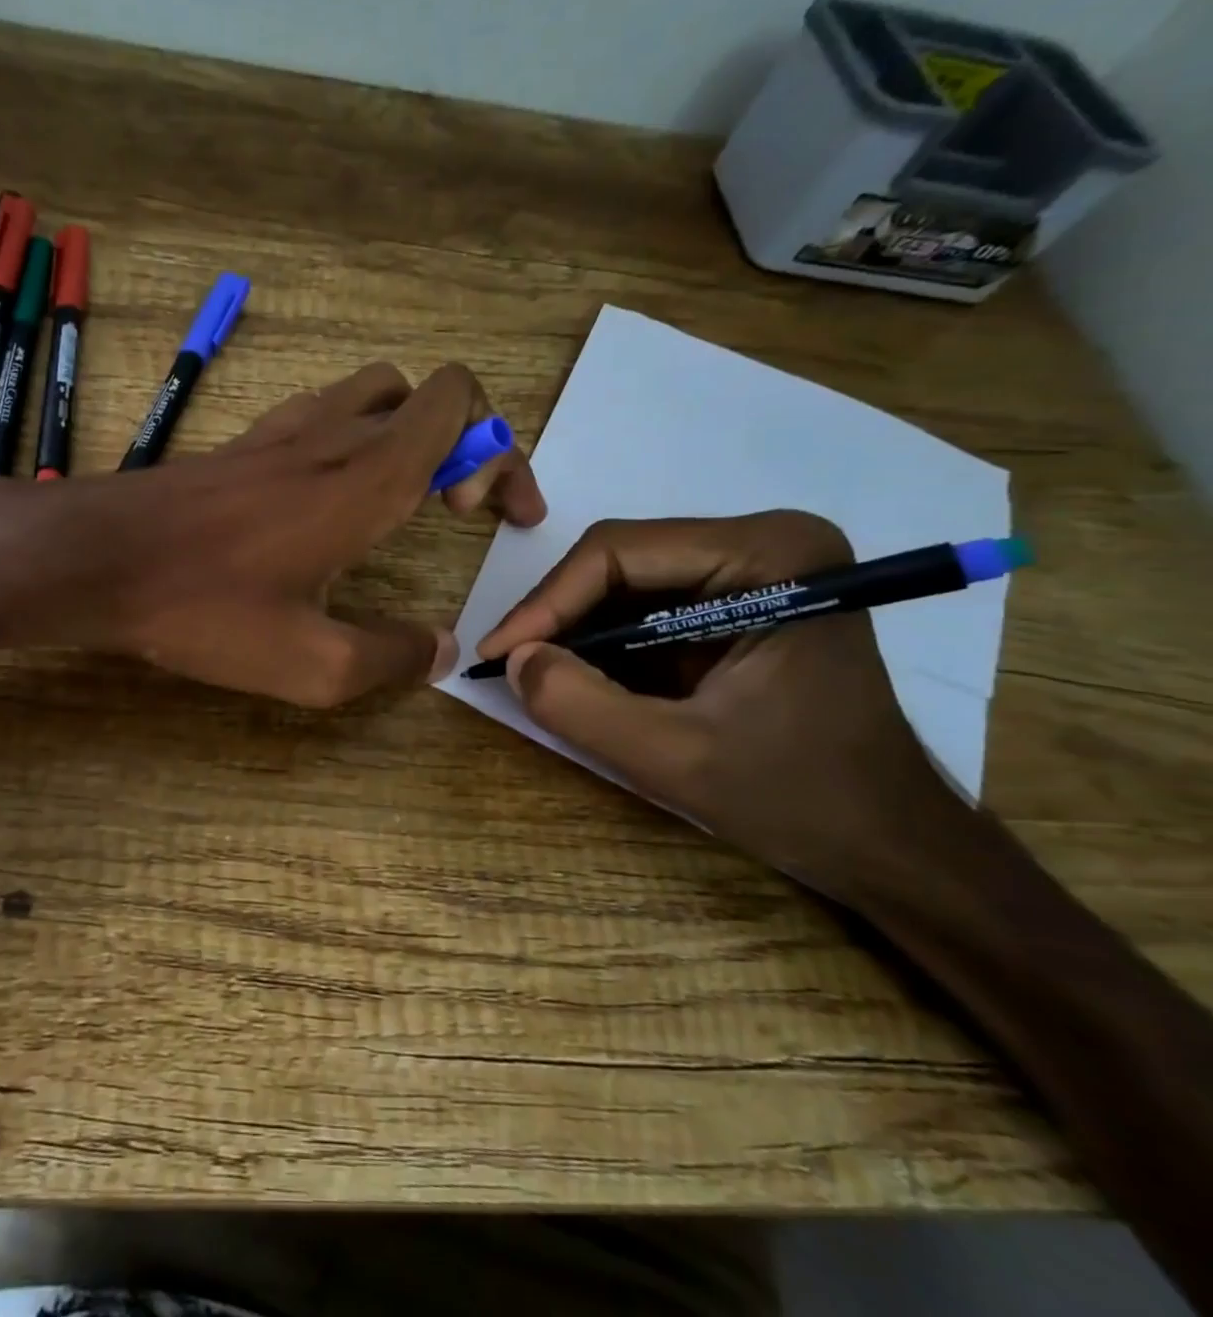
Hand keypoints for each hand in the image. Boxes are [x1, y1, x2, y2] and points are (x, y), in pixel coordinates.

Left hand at [0, 361, 543, 705]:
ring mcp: (281, 431)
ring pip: (370, 392)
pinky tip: (326, 499)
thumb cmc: (205, 608)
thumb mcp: (310, 664)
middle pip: (424, 393)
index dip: (499, 451)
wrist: (96, 559)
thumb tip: (439, 651)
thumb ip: (389, 658)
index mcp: (367, 478)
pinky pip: (318, 413)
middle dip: (463, 442)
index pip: (460, 405)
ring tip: (397, 497)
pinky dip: (348, 437)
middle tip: (449, 510)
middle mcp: (332, 436)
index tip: (489, 517)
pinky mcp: (242, 444)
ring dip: (404, 431)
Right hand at [476, 511, 977, 906]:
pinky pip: (644, 608)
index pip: (619, 551)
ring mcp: (752, 570)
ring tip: (536, 674)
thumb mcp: (675, 759)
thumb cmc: (801, 799)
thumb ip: (580, 707)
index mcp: (770, 555)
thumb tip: (513, 659)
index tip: (497, 653)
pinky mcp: (736, 601)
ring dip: (575, 631)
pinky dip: (602, 644)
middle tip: (510, 665)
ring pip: (625, 583)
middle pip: (620, 560)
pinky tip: (579, 678)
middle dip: (558, 616)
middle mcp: (762, 542)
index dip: (546, 602)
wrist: (889, 844)